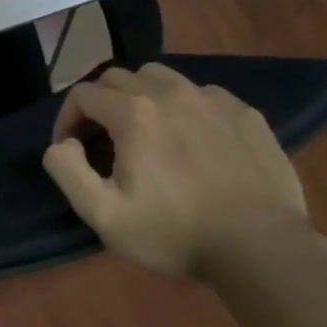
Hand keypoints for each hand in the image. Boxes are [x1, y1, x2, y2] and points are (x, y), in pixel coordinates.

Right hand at [41, 64, 305, 275]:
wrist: (263, 250)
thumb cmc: (176, 233)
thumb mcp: (103, 214)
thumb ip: (66, 170)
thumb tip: (62, 143)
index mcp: (133, 112)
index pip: (82, 94)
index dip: (67, 118)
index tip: (71, 150)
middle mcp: (170, 93)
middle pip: (118, 77)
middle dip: (100, 103)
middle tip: (102, 140)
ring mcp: (213, 100)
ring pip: (161, 77)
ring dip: (141, 96)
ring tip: (145, 132)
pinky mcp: (246, 115)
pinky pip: (202, 94)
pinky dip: (184, 107)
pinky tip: (191, 140)